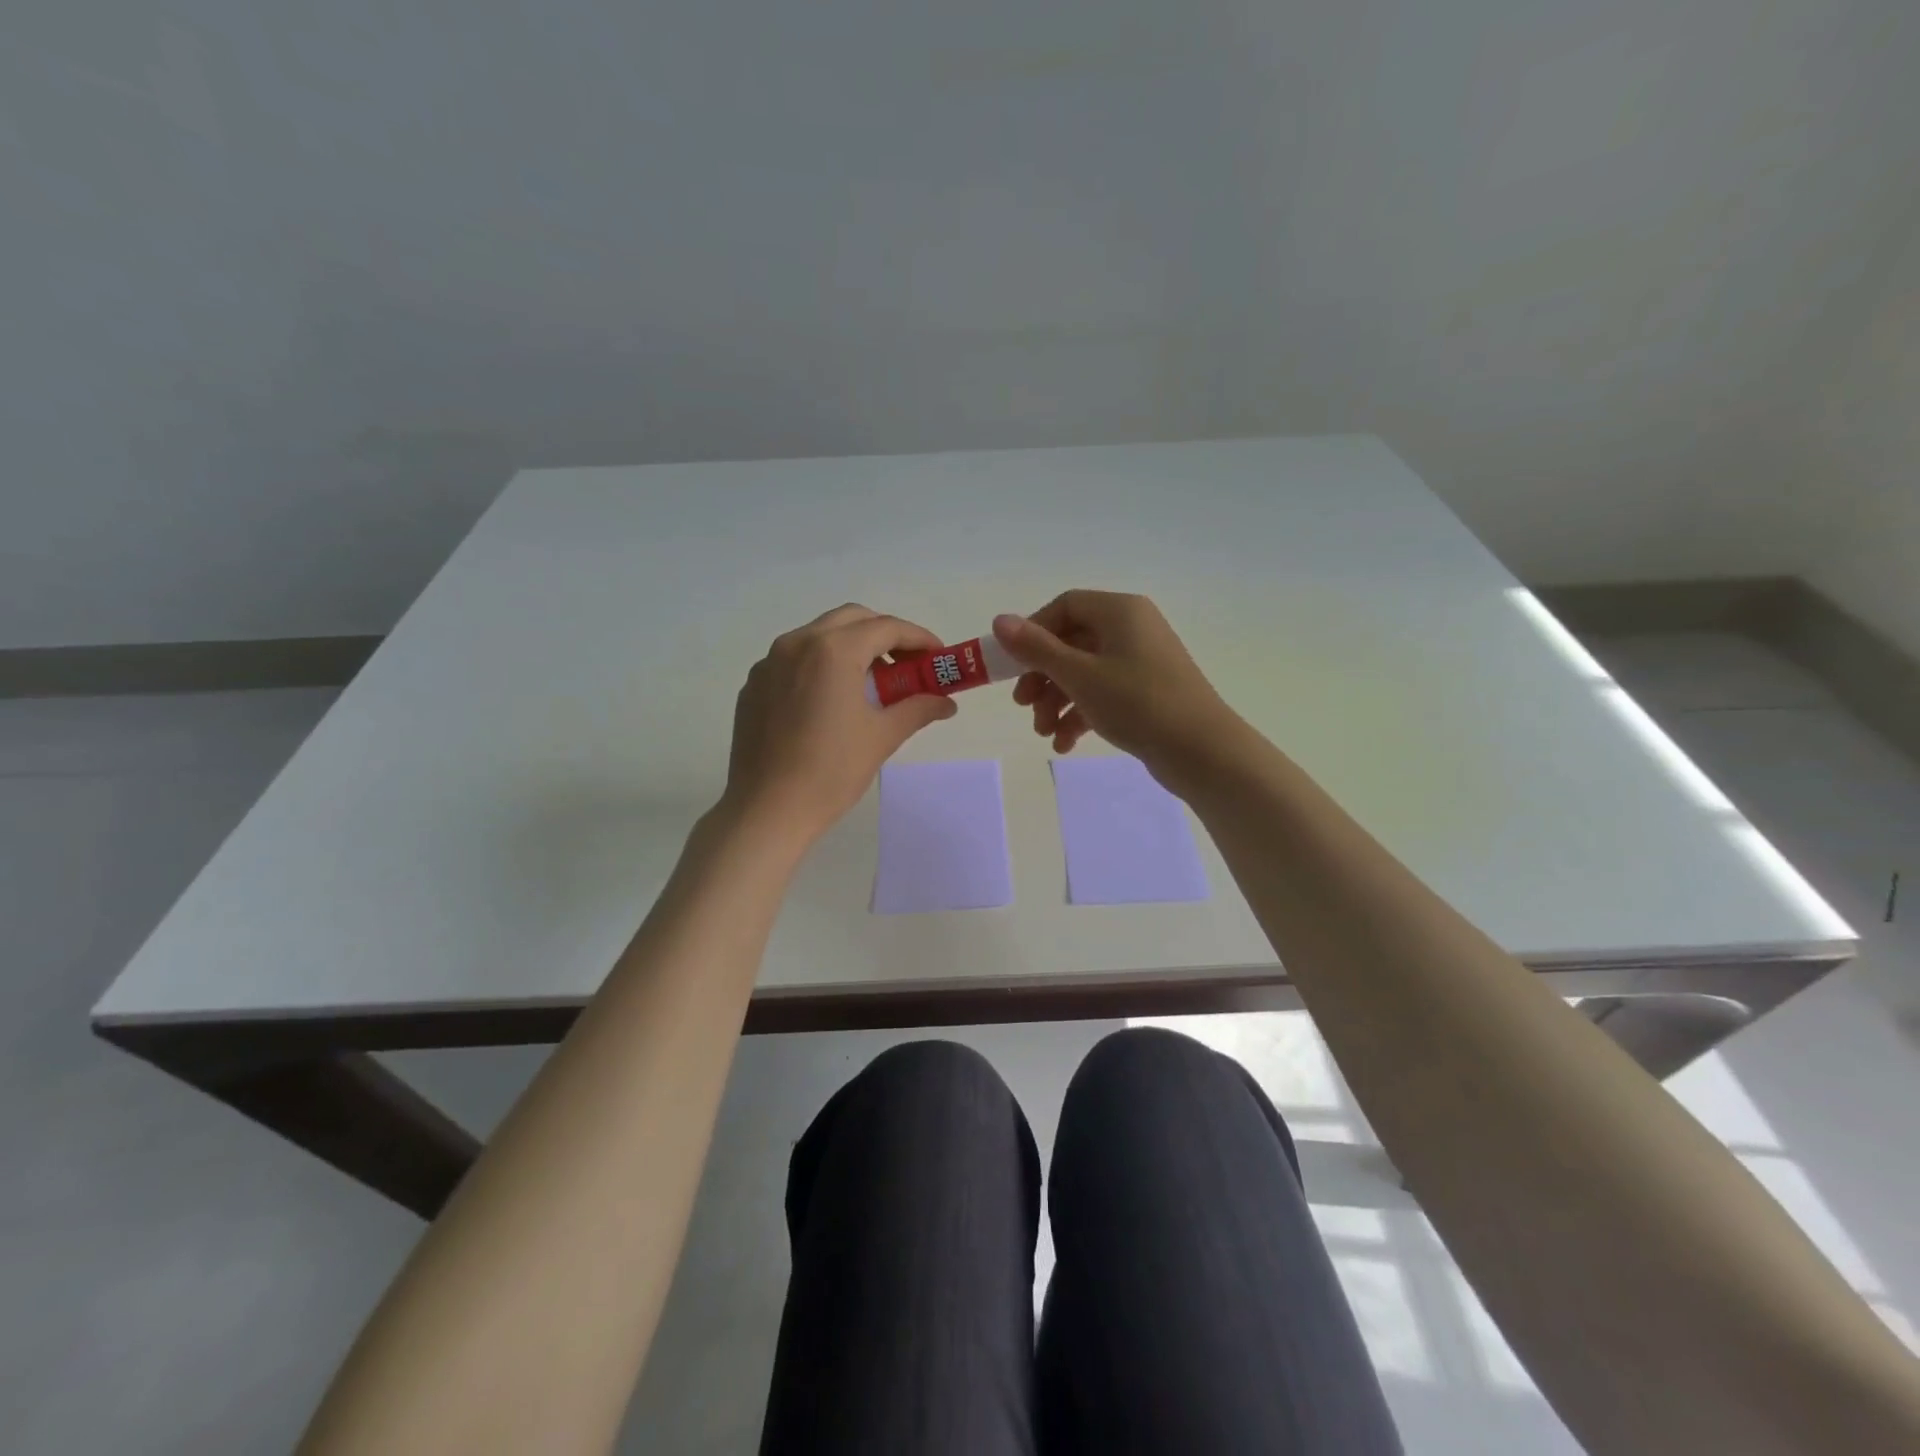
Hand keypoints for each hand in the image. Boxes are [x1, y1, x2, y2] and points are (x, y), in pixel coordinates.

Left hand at [721, 604, 956, 843]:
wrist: (767, 809)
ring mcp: (769, 662)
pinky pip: (794, 659)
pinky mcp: (754, 684)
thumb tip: (946, 702)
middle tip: (907, 665)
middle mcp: (797, 643)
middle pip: (852, 619)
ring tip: (872, 683)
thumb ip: (917, 709)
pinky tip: (832, 700)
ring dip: (852, 647)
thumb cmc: (831, 771)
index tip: (938, 657)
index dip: (919, 639)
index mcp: (833, 651)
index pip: (886, 628)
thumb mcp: (882, 737)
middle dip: (885, 635)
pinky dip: (821, 665)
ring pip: (819, 635)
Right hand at [993, 591, 1247, 788]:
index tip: (1014, 665)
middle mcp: (1133, 629)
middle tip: (1023, 706)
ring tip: (1044, 732)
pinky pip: (1104, 693)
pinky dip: (1081, 714)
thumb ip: (1036, 648)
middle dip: (1043, 676)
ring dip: (1057, 701)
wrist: (1202, 750)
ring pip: (1085, 672)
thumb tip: (1000, 620)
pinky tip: (1066, 742)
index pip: (1065, 606)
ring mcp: (1142, 661)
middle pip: (1072, 642)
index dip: (1034, 632)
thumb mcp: (1079, 675)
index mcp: (1120, 611)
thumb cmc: (1137, 702)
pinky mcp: (1147, 692)